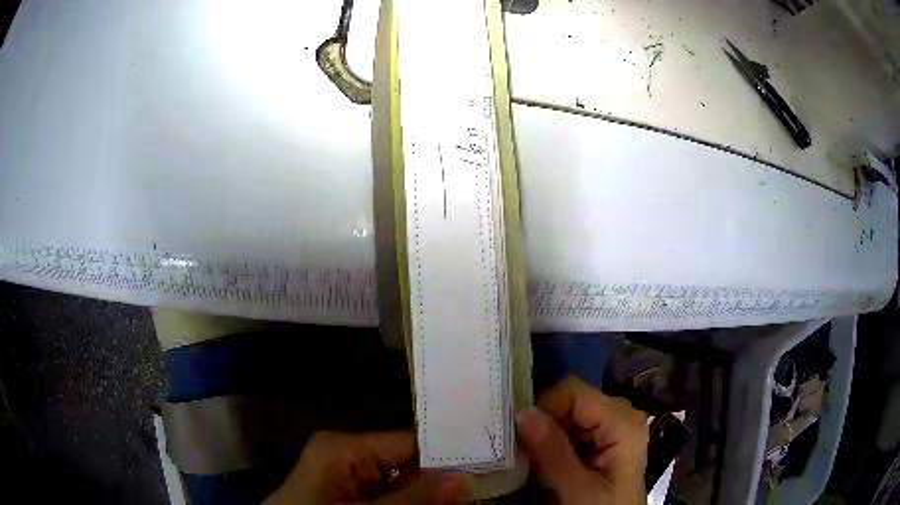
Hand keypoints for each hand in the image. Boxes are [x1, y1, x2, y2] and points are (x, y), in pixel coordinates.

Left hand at [264, 431, 470, 504]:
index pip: (411, 442)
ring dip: (430, 494)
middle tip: (485, 486)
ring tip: (470, 496)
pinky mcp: (350, 493)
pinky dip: (411, 501)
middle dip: (443, 480)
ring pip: (403, 484)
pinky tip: (438, 502)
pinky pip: (389, 494)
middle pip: (410, 465)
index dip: (449, 454)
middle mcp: (349, 455)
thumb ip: (414, 498)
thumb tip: (465, 478)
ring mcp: (349, 476)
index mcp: (346, 447)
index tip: (489, 462)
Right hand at [516, 376, 648, 504]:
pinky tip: (549, 461)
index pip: (573, 392)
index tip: (522, 437)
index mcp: (622, 421)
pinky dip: (553, 441)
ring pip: (566, 413)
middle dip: (544, 423)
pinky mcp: (602, 437)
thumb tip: (522, 412)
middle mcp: (620, 414)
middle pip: (570, 400)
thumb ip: (552, 453)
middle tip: (526, 452)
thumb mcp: (577, 489)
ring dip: (546, 434)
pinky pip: (570, 426)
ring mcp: (612, 425)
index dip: (543, 408)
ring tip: (536, 460)